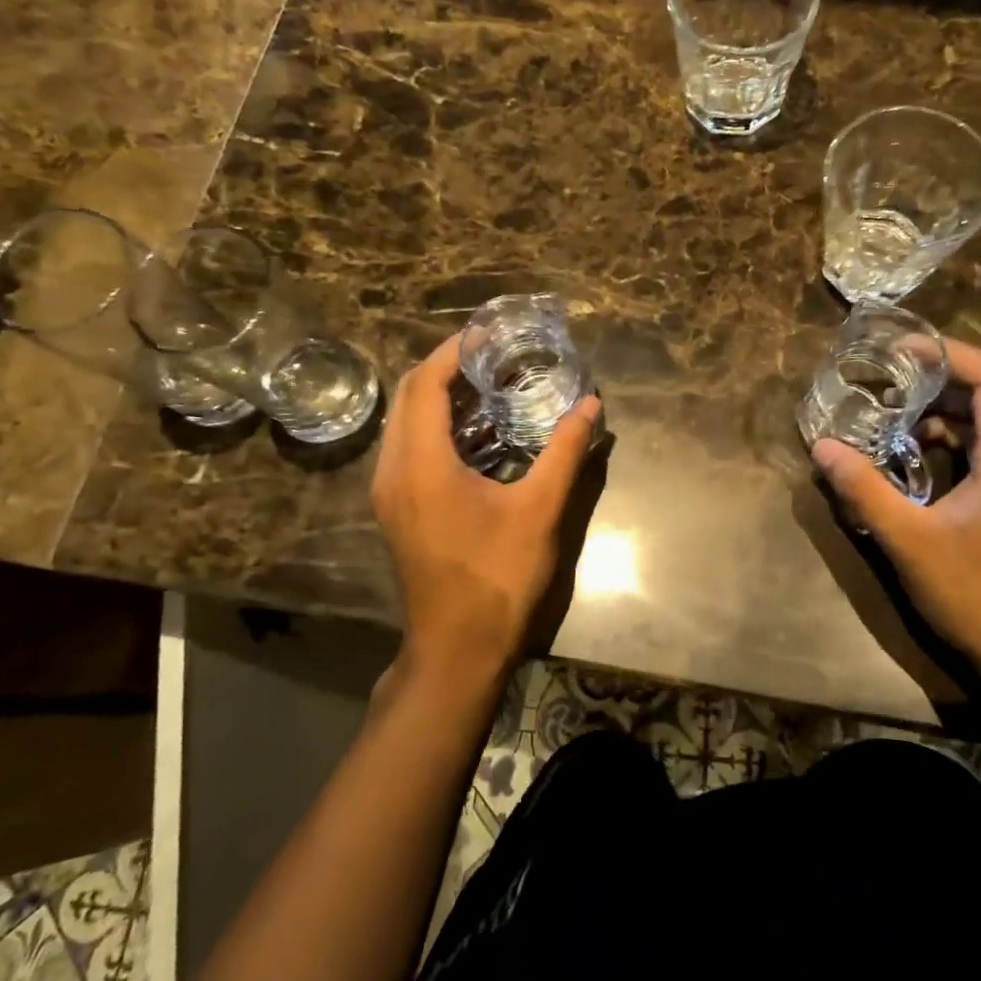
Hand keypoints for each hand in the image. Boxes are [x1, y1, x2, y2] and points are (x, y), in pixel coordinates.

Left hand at [371, 334, 600, 685]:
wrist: (458, 647)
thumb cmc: (498, 577)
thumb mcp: (540, 510)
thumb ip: (565, 452)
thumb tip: (591, 405)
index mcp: (422, 464)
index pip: (425, 384)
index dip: (453, 351)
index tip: (488, 333)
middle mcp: (394, 471)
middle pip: (409, 397)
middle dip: (446, 368)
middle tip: (492, 355)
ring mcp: (390, 492)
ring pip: (405, 423)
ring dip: (439, 397)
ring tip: (488, 385)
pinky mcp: (397, 509)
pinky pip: (408, 448)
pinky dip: (436, 427)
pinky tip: (476, 432)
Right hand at [810, 341, 980, 692]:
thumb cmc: (977, 596)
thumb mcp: (910, 542)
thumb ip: (865, 490)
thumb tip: (823, 447)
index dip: (949, 354)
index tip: (901, 352)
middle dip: (944, 378)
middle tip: (893, 381)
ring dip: (953, 408)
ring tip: (902, 418)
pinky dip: (964, 435)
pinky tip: (926, 456)